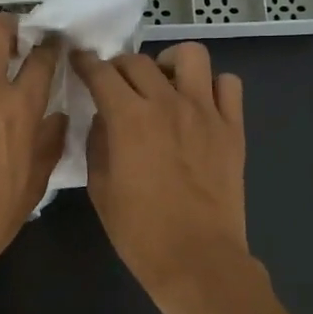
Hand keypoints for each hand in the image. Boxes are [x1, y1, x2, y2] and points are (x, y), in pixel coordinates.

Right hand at [71, 44, 250, 302]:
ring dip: (169, 63)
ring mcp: (205, 112)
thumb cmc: (140, 231)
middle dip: (119, 66)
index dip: (85, 63)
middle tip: (116, 84)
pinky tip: (199, 105)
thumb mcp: (101, 188)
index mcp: (129, 119)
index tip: (79, 61)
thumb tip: (104, 119)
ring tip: (163, 84)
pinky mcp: (232, 128)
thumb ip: (98, 143)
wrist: (197, 258)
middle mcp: (167, 103)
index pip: (101, 73)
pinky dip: (211, 86)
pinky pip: (228, 84)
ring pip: (190, 55)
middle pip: (139, 61)